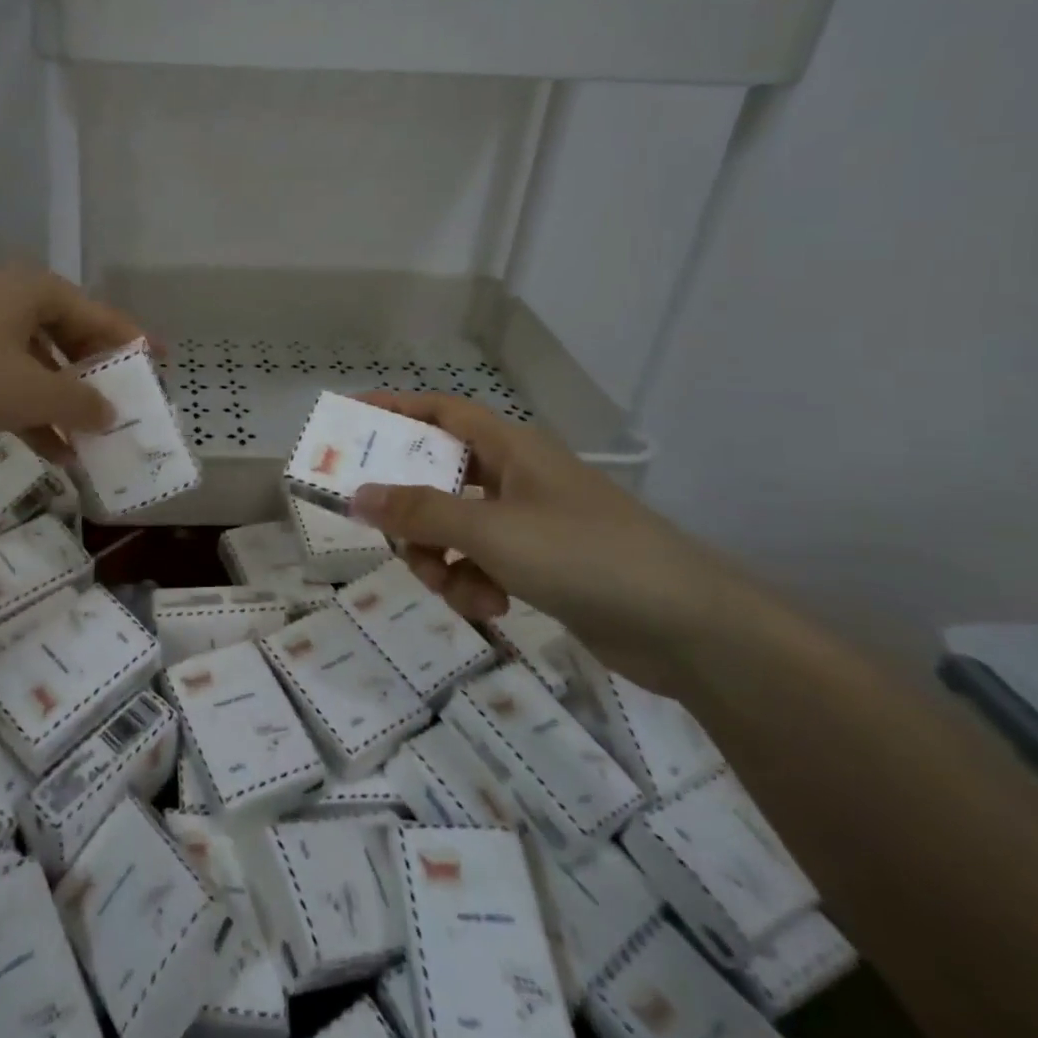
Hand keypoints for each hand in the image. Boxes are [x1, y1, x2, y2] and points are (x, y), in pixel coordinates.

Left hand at [0, 268, 146, 456]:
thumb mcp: (29, 391)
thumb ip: (79, 402)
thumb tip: (111, 413)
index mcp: (39, 292)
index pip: (103, 319)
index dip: (135, 346)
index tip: (162, 369)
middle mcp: (14, 301)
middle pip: (72, 341)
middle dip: (97, 382)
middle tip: (125, 415)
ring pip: (39, 366)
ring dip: (64, 405)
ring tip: (92, 446)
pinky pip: (7, 382)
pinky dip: (29, 411)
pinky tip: (50, 450)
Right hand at [347, 392, 755, 693]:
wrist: (689, 629)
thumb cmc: (584, 556)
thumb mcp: (491, 531)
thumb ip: (420, 513)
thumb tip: (357, 495)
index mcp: (508, 447)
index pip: (438, 411)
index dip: (393, 408)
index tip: (348, 419)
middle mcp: (515, 476)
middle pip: (438, 476)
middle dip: (410, 510)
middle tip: (385, 533)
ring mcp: (529, 521)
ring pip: (455, 527)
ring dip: (440, 557)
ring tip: (451, 586)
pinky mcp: (541, 564)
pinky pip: (482, 563)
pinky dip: (473, 583)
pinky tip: (490, 608)